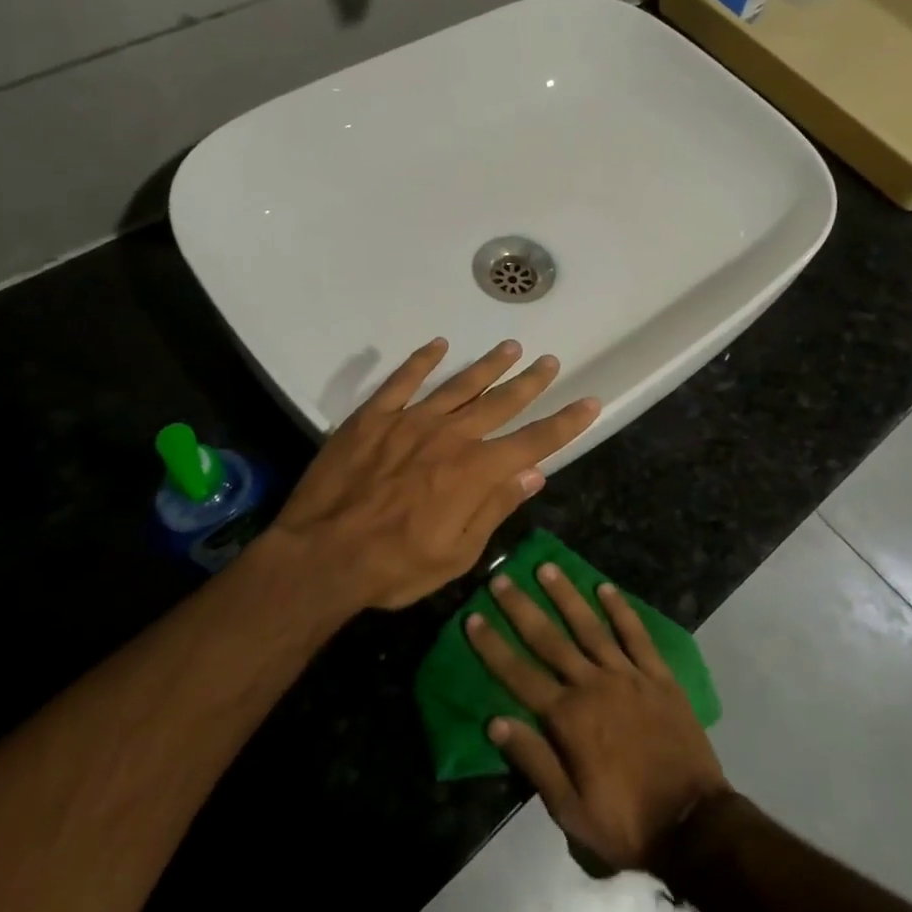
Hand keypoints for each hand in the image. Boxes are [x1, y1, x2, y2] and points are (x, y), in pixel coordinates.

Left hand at [270, 339, 599, 611]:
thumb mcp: (458, 554)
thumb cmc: (395, 566)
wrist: (322, 556)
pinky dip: (421, 361)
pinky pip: (402, 381)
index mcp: (475, 471)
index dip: (566, 423)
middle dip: (530, 382)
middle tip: (549, 361)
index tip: (590, 402)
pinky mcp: (373, 417)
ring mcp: (410, 421)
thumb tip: (534, 473)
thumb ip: (496, 508)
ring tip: (510, 347)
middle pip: (500, 402)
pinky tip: (438, 345)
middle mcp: (450, 436)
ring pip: (458, 385)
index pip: (534, 441)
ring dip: (487, 365)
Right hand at [467, 563, 728, 872]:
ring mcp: (629, 676)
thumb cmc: (626, 823)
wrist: (694, 824)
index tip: (473, 617)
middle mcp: (594, 686)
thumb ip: (534, 761)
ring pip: (590, 627)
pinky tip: (605, 588)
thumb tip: (495, 721)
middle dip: (522, 608)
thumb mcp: (570, 810)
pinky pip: (637, 635)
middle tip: (501, 578)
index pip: (519, 675)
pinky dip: (620, 610)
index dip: (493, 646)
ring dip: (566, 596)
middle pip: (550, 640)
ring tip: (546, 568)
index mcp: (568, 719)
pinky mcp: (659, 677)